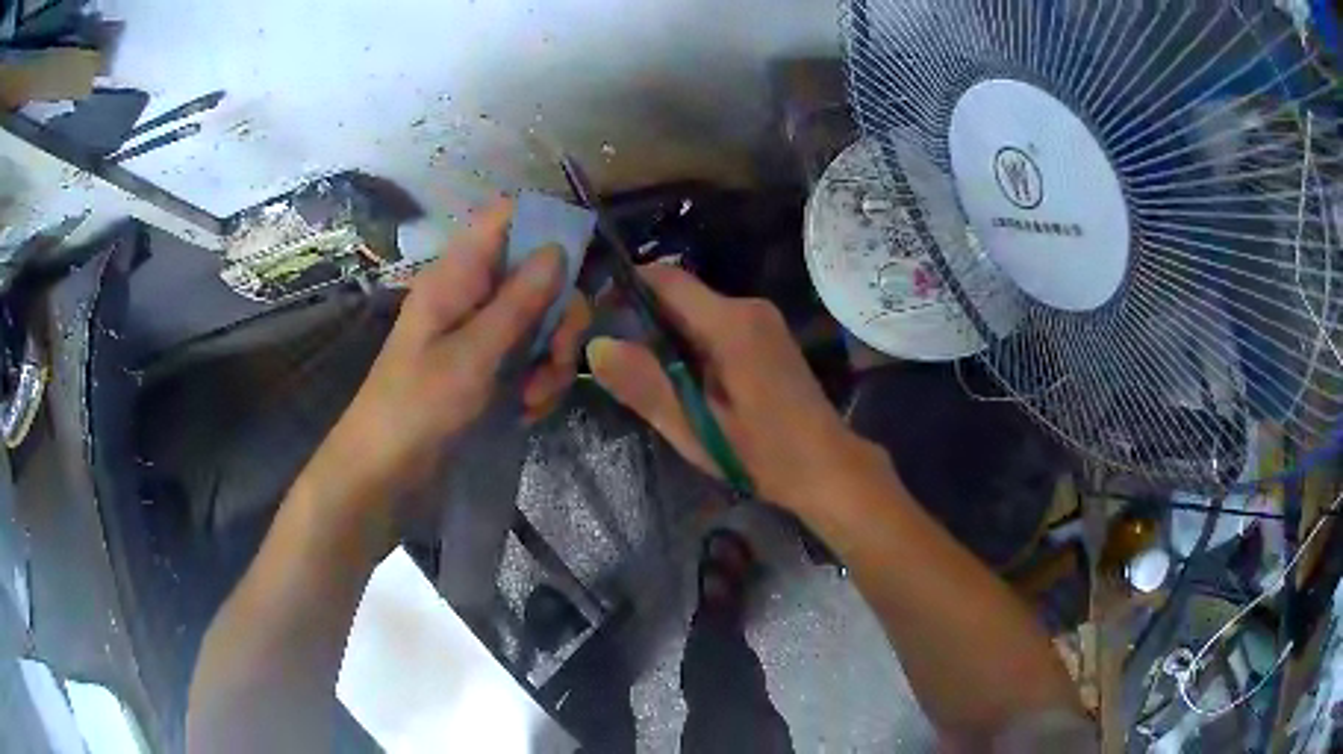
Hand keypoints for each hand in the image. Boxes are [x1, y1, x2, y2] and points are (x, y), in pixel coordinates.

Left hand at [308, 200, 589, 511]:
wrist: (385, 470)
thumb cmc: (418, 406)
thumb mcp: (473, 355)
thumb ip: (517, 302)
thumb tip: (558, 249)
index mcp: (458, 275)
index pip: (506, 218)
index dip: (545, 225)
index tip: (576, 266)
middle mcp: (472, 293)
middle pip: (537, 274)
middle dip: (559, 316)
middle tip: (556, 359)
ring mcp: (480, 330)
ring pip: (539, 320)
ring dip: (550, 359)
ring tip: (535, 400)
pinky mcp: (486, 364)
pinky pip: (528, 356)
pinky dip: (537, 381)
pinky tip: (528, 410)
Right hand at [587, 265, 890, 514]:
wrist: (826, 467)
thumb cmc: (763, 452)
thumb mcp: (695, 426)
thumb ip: (645, 385)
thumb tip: (596, 346)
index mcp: (730, 322)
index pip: (665, 280)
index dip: (625, 288)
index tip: (595, 314)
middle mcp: (749, 307)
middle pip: (681, 296)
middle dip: (643, 318)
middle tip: (613, 356)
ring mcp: (764, 321)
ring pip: (698, 312)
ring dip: (667, 334)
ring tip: (642, 373)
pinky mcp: (769, 337)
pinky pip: (718, 326)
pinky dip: (692, 344)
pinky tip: (683, 379)